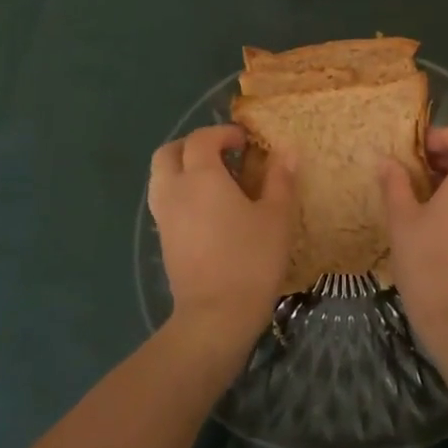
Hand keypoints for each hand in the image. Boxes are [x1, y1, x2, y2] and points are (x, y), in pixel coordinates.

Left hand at [149, 126, 292, 358]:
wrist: (216, 315)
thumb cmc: (251, 259)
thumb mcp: (276, 216)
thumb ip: (280, 179)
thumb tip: (287, 151)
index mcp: (201, 176)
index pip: (202, 138)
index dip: (223, 133)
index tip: (246, 141)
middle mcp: (175, 189)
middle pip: (169, 152)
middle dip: (193, 145)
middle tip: (222, 154)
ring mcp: (164, 216)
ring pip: (160, 176)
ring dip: (182, 167)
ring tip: (213, 180)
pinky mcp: (163, 239)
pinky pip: (164, 200)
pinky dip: (180, 191)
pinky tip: (206, 209)